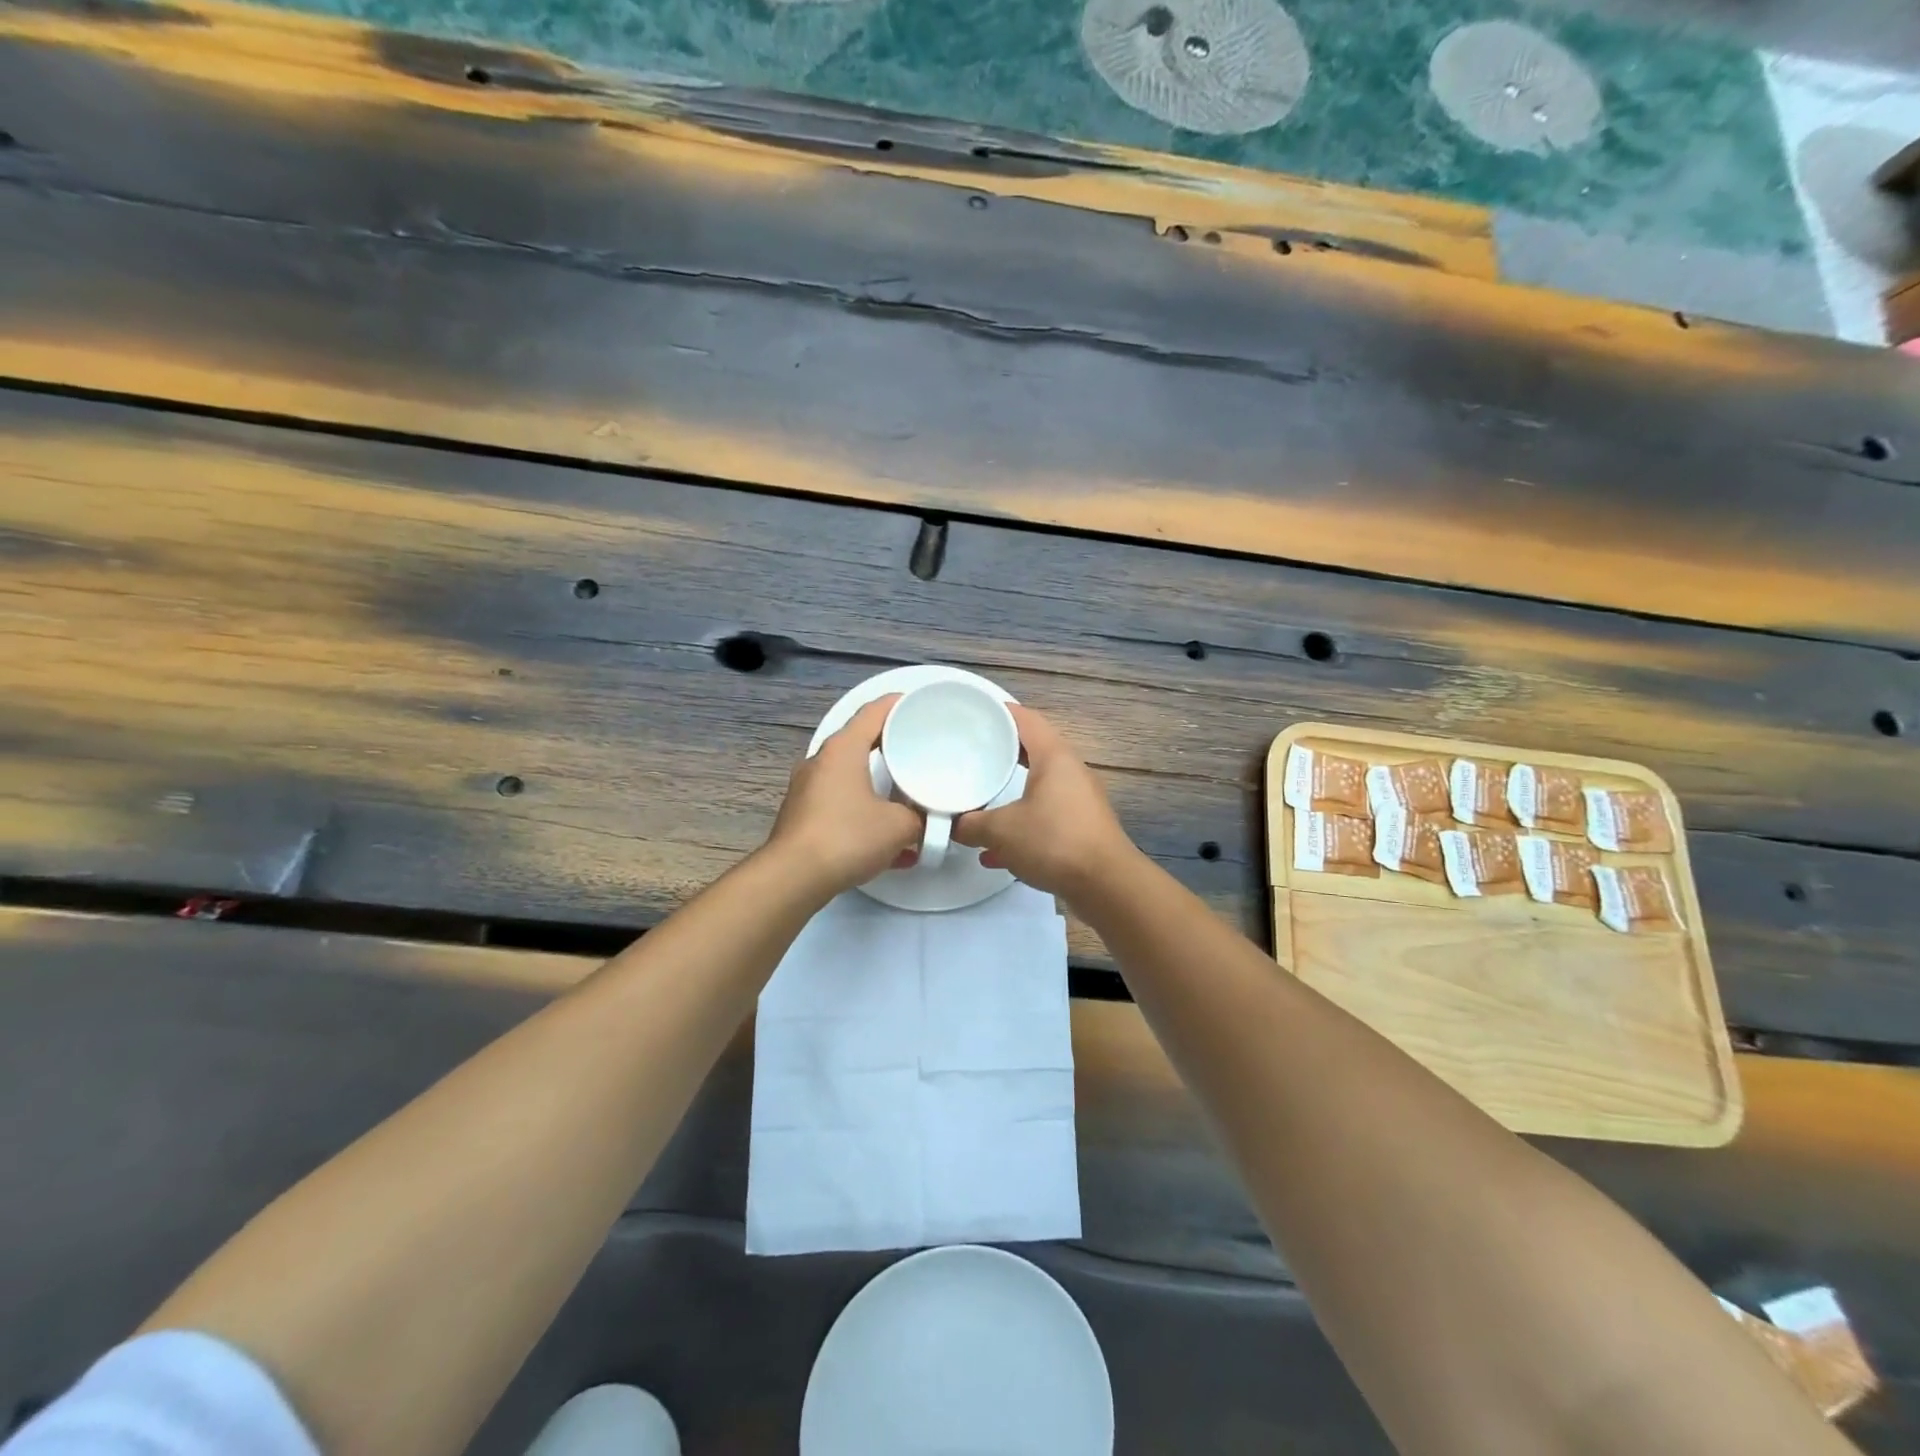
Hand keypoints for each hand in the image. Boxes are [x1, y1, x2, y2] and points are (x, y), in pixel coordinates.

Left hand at [763, 695, 923, 899]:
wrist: (794, 877)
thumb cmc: (848, 836)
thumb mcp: (899, 826)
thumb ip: (918, 817)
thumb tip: (922, 820)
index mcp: (843, 749)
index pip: (873, 712)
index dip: (898, 705)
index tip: (919, 706)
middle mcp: (821, 762)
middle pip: (861, 744)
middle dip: (892, 750)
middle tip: (920, 755)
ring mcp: (808, 790)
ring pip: (853, 780)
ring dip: (880, 791)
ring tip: (909, 806)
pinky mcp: (804, 817)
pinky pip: (843, 808)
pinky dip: (867, 819)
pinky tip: (892, 850)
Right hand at [954, 704, 1136, 902]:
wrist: (1106, 885)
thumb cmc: (1054, 841)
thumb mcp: (1001, 831)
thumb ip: (971, 825)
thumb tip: (953, 826)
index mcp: (1054, 757)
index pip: (1025, 719)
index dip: (999, 711)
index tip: (974, 711)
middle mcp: (1071, 771)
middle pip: (1032, 751)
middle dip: (1001, 753)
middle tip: (970, 754)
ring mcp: (1080, 801)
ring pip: (1038, 788)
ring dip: (1010, 795)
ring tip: (979, 802)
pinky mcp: (1082, 828)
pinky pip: (1045, 817)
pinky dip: (1022, 827)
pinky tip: (996, 853)